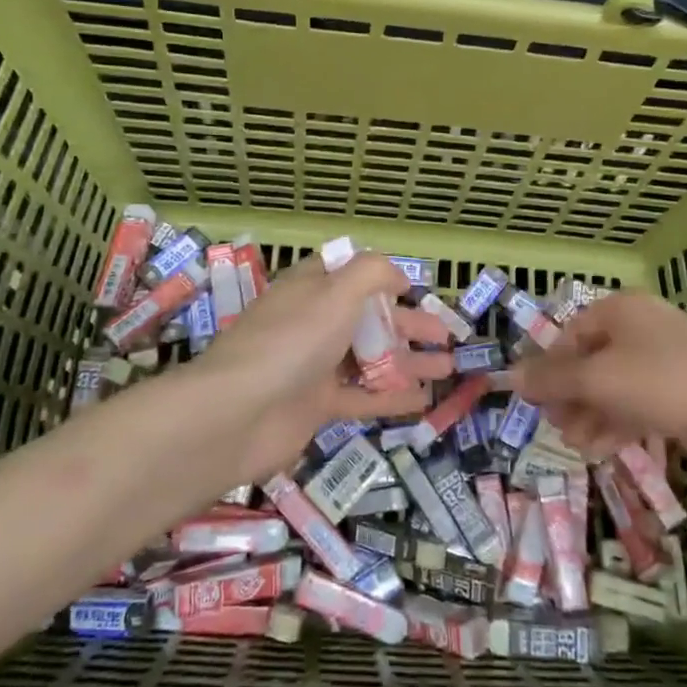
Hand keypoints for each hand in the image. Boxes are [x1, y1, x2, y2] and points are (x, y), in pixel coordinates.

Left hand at [188, 251, 453, 481]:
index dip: (382, 278)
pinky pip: (361, 396)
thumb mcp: (336, 292)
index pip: (348, 274)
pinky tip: (425, 400)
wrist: (237, 414)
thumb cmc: (291, 340)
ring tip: (449, 368)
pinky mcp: (315, 406)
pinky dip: (392, 397)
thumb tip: (397, 276)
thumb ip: (372, 273)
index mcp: (310, 288)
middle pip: (367, 318)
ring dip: (408, 361)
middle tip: (446, 336)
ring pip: (369, 358)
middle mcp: (312, 323)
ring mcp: (313, 366)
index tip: (415, 289)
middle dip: (408, 325)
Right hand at [510, 291, 686, 461]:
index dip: (549, 367)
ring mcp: (668, 355)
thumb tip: (508, 375)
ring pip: (615, 382)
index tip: (535, 400)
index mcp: (622, 308)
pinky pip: (639, 398)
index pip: (570, 332)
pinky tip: (602, 449)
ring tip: (577, 445)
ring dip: (590, 413)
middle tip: (556, 426)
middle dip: (570, 396)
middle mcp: (644, 324)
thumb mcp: (594, 381)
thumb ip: (549, 379)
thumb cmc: (659, 386)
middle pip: (591, 358)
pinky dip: (617, 420)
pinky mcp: (685, 386)